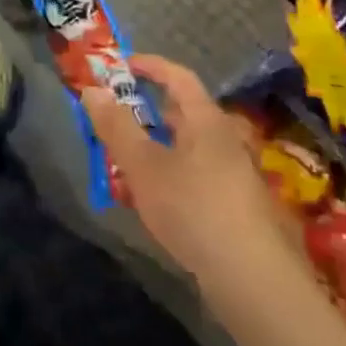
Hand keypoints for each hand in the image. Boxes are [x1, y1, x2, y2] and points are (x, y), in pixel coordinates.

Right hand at [85, 54, 304, 290]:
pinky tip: (154, 204)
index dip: (149, 66)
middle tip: (116, 120)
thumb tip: (92, 89)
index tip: (121, 66)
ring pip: (189, 148)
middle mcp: (227, 140)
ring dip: (157, 149)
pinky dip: (171, 176)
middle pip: (184, 114)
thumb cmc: (193, 208)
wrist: (253, 279)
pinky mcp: (238, 207)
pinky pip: (197, 176)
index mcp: (207, 121)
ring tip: (126, 165)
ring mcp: (236, 175)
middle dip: (148, 113)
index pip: (178, 77)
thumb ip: (116, 126)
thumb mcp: (143, 165)